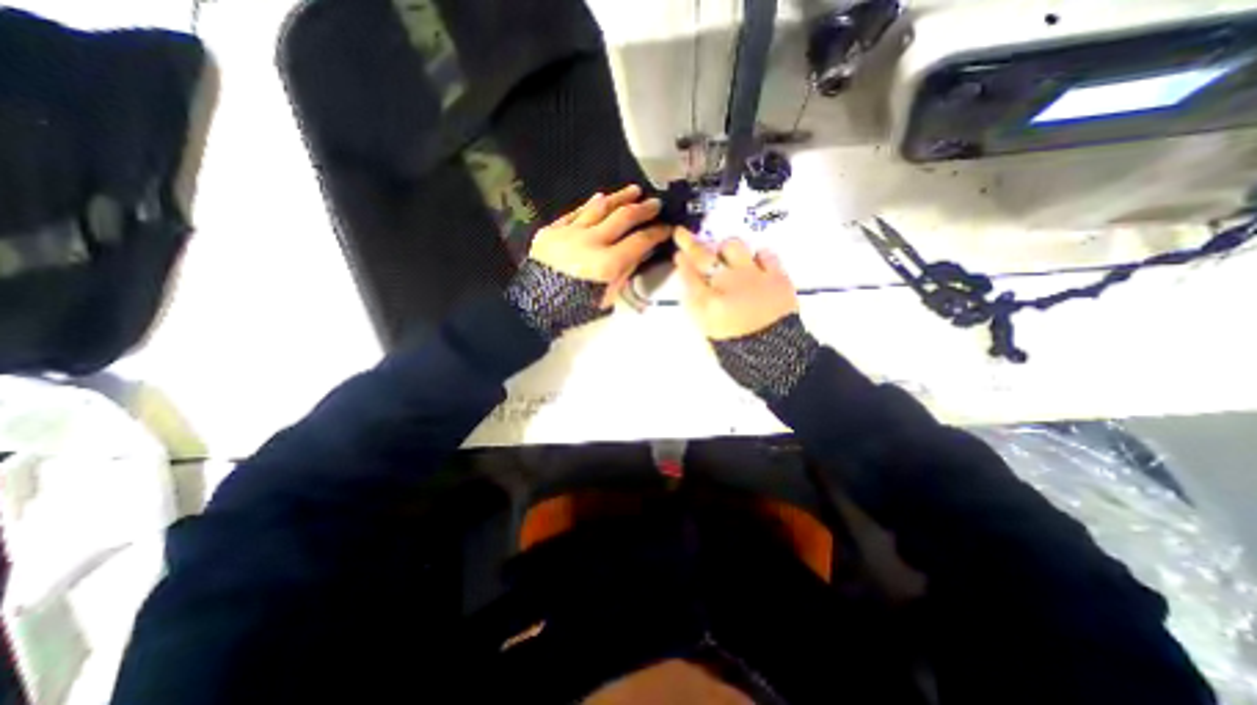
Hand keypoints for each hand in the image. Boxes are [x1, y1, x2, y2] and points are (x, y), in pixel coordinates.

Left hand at [528, 182, 671, 306]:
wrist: (536, 306)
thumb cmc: (576, 308)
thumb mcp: (608, 296)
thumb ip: (625, 271)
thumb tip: (642, 251)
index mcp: (607, 264)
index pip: (640, 241)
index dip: (657, 232)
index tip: (667, 227)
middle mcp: (590, 242)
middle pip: (623, 217)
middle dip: (643, 209)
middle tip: (655, 203)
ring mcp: (569, 233)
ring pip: (599, 207)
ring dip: (619, 197)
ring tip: (633, 191)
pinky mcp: (552, 230)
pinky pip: (575, 212)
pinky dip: (590, 205)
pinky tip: (601, 197)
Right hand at [673, 229, 799, 339]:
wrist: (778, 357)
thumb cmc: (737, 351)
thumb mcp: (707, 335)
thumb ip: (697, 310)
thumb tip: (692, 289)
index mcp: (707, 302)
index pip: (688, 275)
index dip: (681, 263)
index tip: (678, 256)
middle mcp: (726, 283)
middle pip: (704, 255)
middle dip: (689, 243)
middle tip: (682, 234)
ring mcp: (752, 276)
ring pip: (734, 246)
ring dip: (725, 248)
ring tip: (725, 253)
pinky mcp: (776, 276)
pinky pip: (765, 253)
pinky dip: (758, 256)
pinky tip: (756, 262)